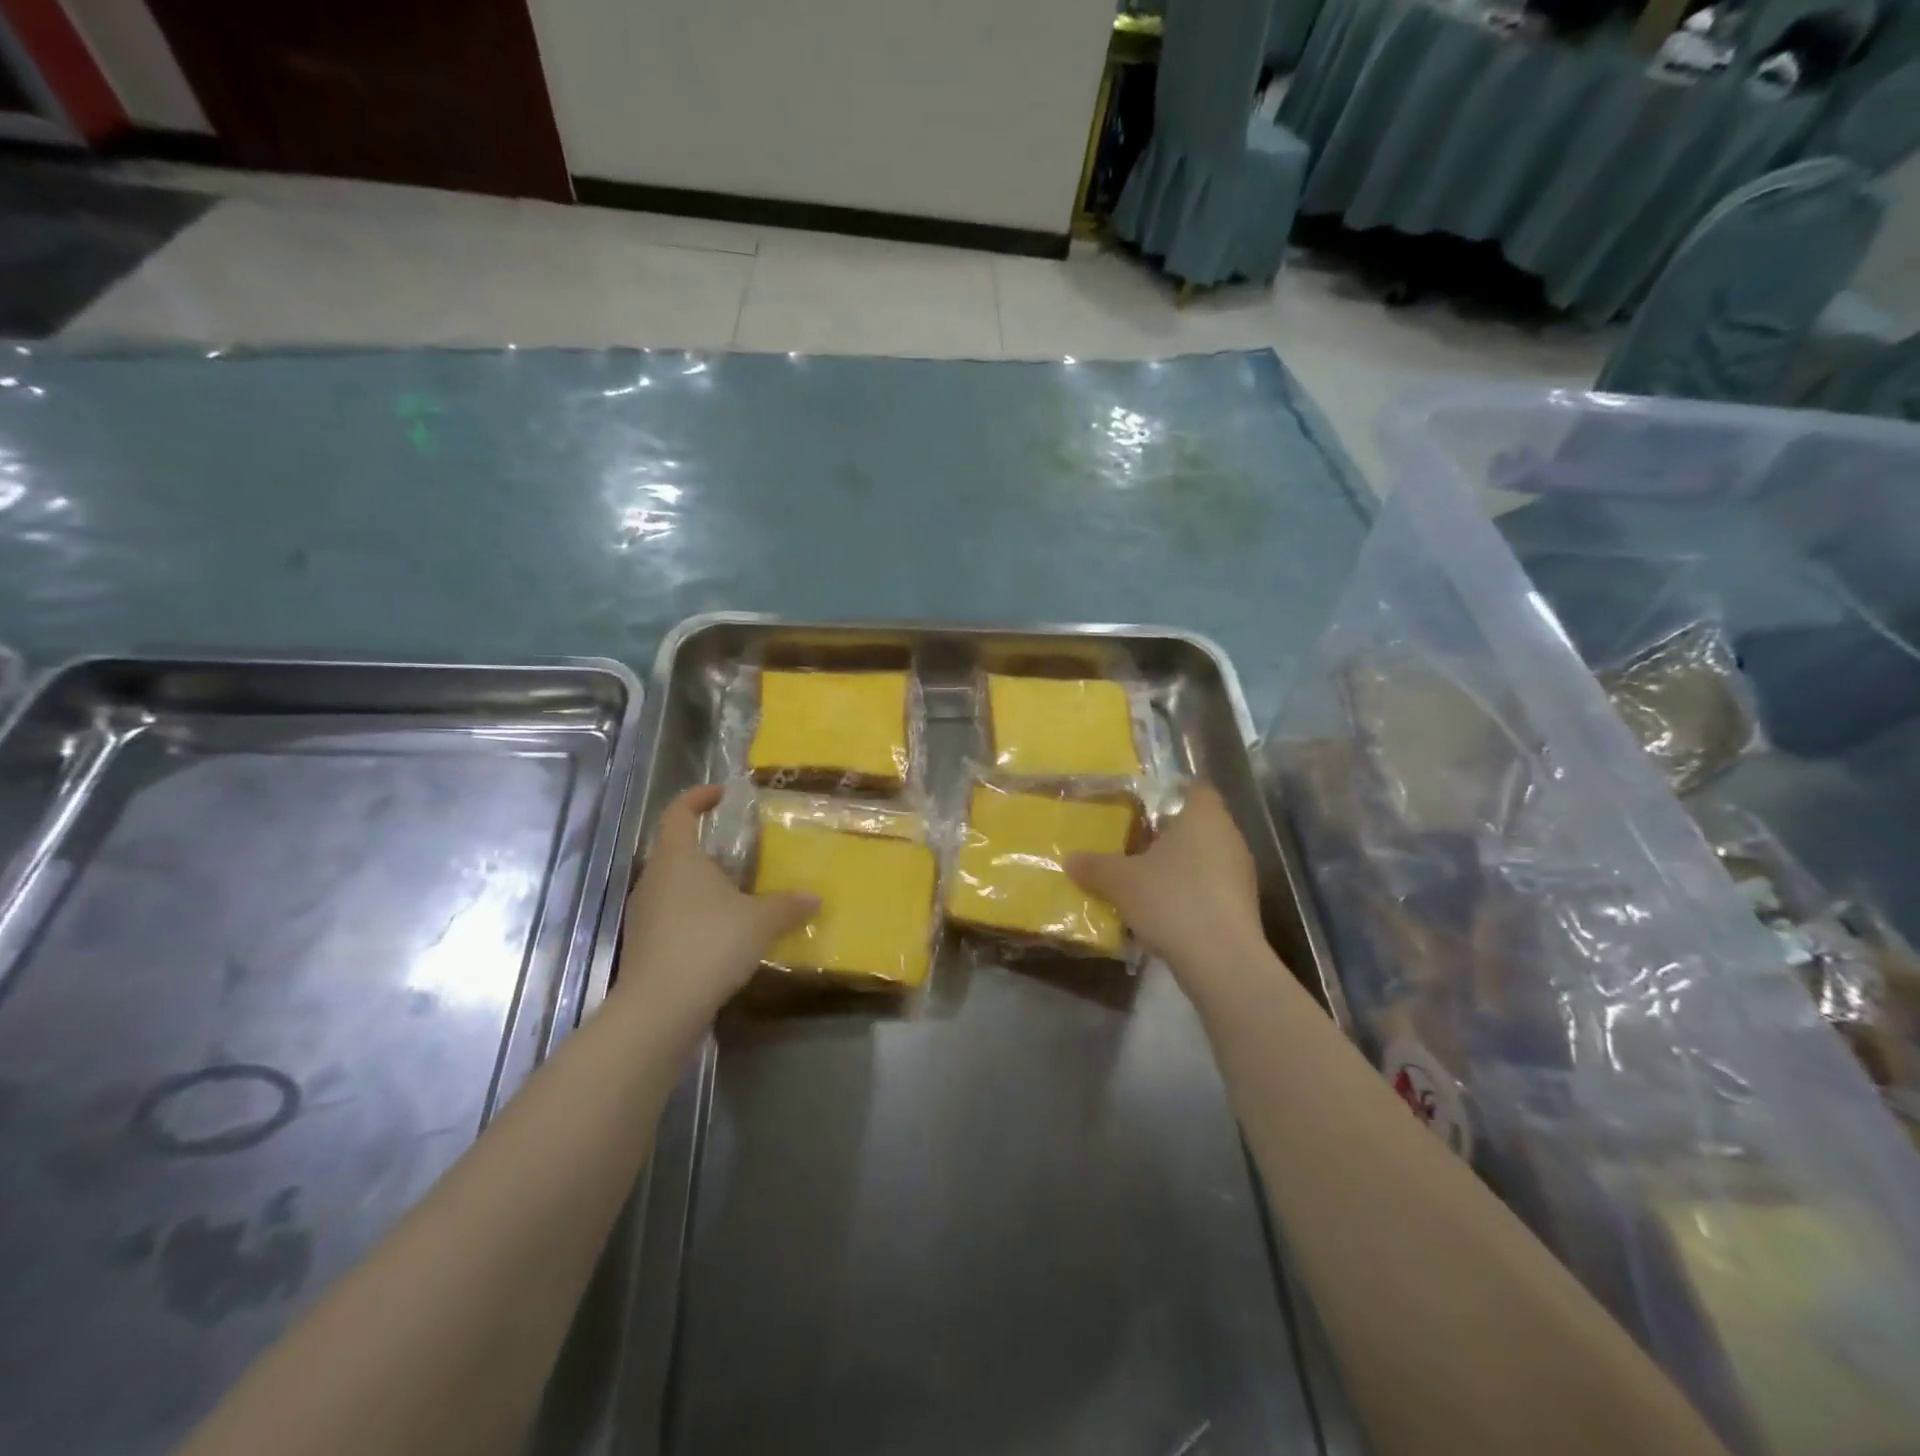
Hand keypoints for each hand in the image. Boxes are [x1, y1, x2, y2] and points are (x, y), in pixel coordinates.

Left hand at [616, 785, 817, 1021]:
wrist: (659, 1009)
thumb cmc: (709, 944)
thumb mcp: (761, 921)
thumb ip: (788, 905)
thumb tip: (814, 897)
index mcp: (677, 857)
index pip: (679, 811)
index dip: (698, 797)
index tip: (721, 795)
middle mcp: (653, 878)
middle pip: (676, 849)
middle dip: (708, 848)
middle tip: (744, 854)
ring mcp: (643, 914)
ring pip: (674, 886)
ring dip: (702, 886)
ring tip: (739, 897)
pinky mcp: (643, 946)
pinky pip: (671, 918)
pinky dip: (695, 918)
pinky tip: (723, 937)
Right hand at [1066, 783, 1271, 1000]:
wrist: (1221, 961)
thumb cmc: (1171, 900)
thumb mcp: (1120, 882)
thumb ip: (1094, 866)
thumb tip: (1070, 859)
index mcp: (1204, 816)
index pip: (1194, 788)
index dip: (1170, 793)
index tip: (1142, 806)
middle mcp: (1229, 837)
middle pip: (1197, 825)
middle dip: (1167, 834)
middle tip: (1133, 843)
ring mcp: (1241, 873)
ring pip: (1205, 858)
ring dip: (1178, 866)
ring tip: (1143, 880)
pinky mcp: (1243, 906)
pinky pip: (1211, 887)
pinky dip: (1190, 893)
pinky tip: (1163, 912)